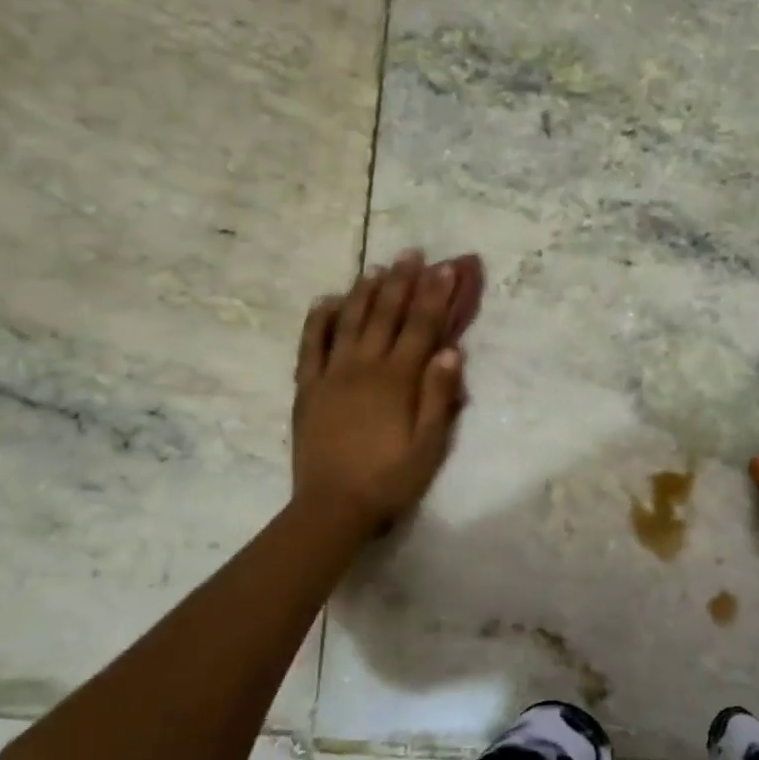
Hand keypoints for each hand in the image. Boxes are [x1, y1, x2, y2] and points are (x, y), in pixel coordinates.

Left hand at [292, 251, 472, 535]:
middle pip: (386, 315)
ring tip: (377, 268)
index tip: (446, 268)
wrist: (333, 506)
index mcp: (398, 380)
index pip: (421, 327)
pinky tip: (326, 300)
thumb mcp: (429, 446)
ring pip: (349, 321)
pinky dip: (318, 319)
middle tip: (412, 253)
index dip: (435, 296)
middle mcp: (364, 366)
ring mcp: (332, 374)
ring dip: (364, 291)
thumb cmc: (390, 479)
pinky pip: (311, 345)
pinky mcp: (308, 388)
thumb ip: (440, 397)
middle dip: (402, 282)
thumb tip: (451, 351)